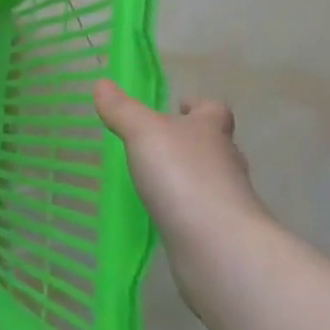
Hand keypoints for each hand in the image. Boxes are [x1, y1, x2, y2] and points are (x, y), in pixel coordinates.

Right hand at [93, 81, 267, 248]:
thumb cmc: (183, 175)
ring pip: (210, 179)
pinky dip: (185, 209)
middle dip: (192, 141)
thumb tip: (102, 83)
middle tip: (160, 143)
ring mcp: (228, 200)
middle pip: (214, 144)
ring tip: (155, 179)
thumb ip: (122, 110)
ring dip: (188, 177)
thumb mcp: (143, 132)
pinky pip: (201, 212)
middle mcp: (226, 162)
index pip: (213, 110)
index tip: (179, 105)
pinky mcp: (221, 232)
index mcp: (210, 131)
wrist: (218, 245)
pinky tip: (162, 213)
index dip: (198, 105)